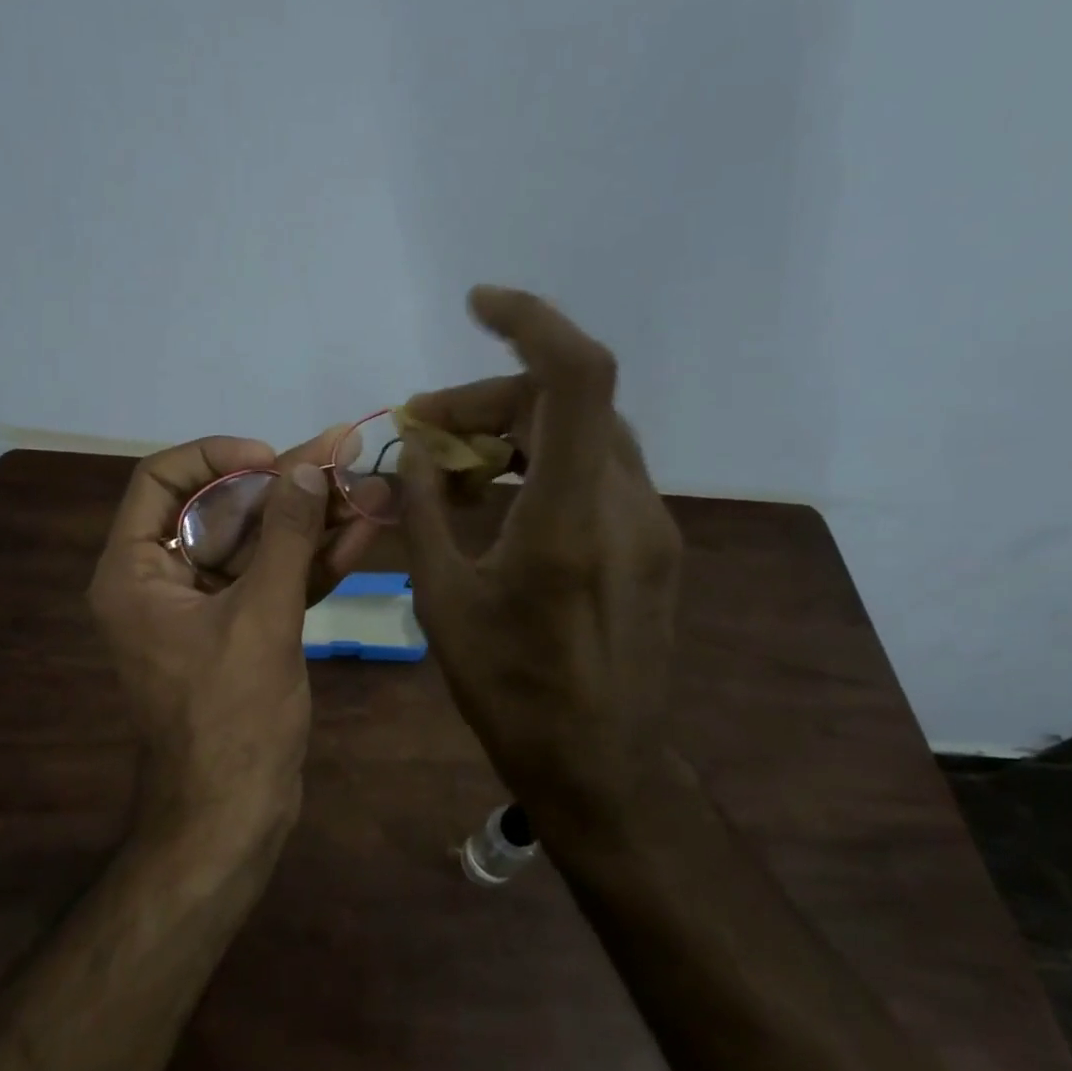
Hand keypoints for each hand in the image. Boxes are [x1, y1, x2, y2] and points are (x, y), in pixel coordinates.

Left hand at [88, 427, 384, 848]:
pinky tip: (362, 530)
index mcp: (136, 571)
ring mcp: (206, 608)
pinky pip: (274, 580)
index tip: (273, 459)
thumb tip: (311, 464)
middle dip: (285, 486)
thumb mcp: (261, 617)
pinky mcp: (243, 630)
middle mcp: (164, 581)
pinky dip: (314, 559)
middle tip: (343, 459)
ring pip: (257, 544)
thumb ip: (286, 535)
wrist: (234, 815)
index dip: (218, 458)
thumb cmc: (231, 717)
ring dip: (310, 519)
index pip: (163, 481)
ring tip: (368, 486)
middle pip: (222, 510)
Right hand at [397, 287, 690, 838]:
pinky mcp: (653, 543)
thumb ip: (426, 514)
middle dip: (491, 399)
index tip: (477, 305)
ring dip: (519, 429)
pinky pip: (599, 471)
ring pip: (586, 433)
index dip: (531, 321)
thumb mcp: (443, 603)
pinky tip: (503, 497)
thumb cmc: (511, 693)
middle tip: (428, 431)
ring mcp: (650, 524)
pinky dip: (546, 460)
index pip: (575, 378)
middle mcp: (625, 507)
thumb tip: (418, 454)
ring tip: (458, 465)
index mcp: (569, 521)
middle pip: (567, 401)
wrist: (600, 765)